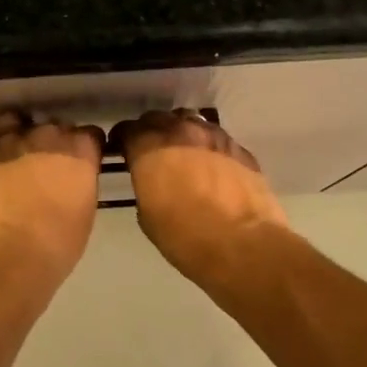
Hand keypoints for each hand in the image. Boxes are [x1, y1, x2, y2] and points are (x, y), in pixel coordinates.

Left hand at [0, 110, 104, 279]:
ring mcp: (13, 139)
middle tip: (49, 169)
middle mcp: (48, 136)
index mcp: (79, 151)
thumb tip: (73, 177)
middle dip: (56, 144)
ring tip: (21, 156)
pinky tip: (0, 151)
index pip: (90, 135)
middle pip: (57, 128)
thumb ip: (81, 182)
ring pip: (24, 123)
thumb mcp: (85, 211)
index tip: (81, 165)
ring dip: (26, 137)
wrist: (7, 258)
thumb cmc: (56, 245)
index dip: (86, 150)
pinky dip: (0, 135)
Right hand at [115, 110, 290, 279]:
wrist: (245, 247)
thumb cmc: (186, 238)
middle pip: (159, 119)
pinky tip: (212, 167)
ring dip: (182, 134)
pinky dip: (209, 148)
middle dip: (151, 132)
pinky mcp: (241, 149)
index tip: (122, 152)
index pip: (127, 129)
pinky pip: (218, 140)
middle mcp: (181, 131)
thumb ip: (145, 187)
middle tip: (152, 152)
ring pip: (191, 122)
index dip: (122, 141)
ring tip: (183, 154)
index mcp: (150, 147)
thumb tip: (152, 182)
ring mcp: (215, 136)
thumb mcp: (148, 217)